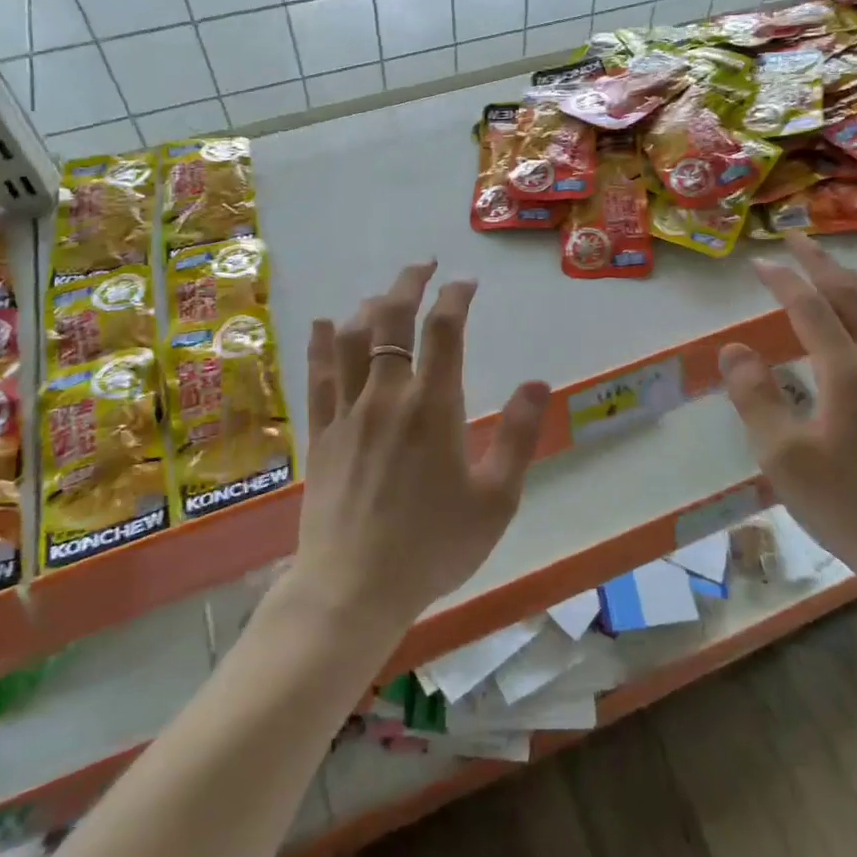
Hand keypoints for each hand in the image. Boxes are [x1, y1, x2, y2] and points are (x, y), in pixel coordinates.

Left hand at [294, 261, 550, 628]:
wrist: (354, 590)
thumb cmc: (433, 547)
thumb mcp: (496, 499)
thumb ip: (520, 436)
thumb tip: (538, 382)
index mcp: (433, 407)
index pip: (444, 329)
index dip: (455, 296)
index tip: (466, 283)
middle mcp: (387, 396)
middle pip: (391, 319)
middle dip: (408, 283)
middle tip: (424, 266)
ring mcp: (347, 413)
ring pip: (351, 338)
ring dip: (369, 306)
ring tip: (384, 295)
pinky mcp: (321, 435)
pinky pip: (317, 376)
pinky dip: (322, 342)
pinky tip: (325, 324)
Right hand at [718, 234, 856, 595]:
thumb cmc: (845, 503)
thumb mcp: (782, 454)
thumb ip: (755, 396)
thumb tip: (734, 349)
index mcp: (848, 371)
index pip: (811, 309)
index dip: (783, 281)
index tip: (757, 262)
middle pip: (853, 298)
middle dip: (822, 265)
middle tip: (796, 242)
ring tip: (837, 271)